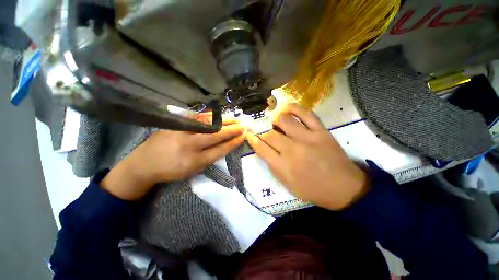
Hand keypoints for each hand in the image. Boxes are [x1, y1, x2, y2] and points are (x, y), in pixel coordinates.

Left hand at [101, 118, 245, 200]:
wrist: (145, 163)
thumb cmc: (172, 170)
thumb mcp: (193, 171)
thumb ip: (210, 158)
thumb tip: (225, 144)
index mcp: (195, 162)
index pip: (220, 149)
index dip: (233, 142)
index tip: (243, 136)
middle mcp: (190, 146)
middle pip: (216, 135)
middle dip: (232, 130)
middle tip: (243, 126)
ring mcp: (182, 132)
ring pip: (208, 124)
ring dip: (224, 121)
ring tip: (235, 119)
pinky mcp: (175, 124)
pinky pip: (197, 118)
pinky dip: (211, 116)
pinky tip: (219, 115)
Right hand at [246, 104, 368, 209]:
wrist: (344, 188)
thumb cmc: (312, 190)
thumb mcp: (287, 184)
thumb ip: (273, 166)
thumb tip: (263, 149)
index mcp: (282, 166)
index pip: (261, 148)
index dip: (252, 139)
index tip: (248, 133)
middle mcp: (292, 150)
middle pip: (269, 133)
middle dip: (260, 129)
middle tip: (258, 127)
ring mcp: (307, 138)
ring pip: (284, 120)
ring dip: (274, 118)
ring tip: (271, 118)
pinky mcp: (320, 131)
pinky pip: (305, 113)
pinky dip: (293, 107)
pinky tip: (285, 108)